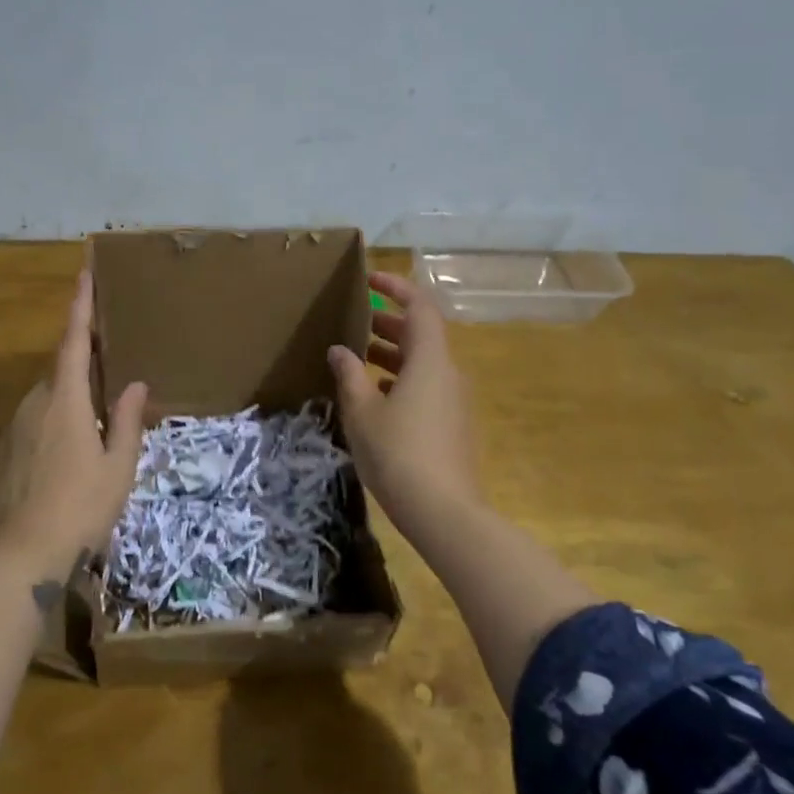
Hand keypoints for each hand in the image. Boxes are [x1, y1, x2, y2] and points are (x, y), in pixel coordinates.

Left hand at [0, 270, 146, 575]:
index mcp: (66, 401)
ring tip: (90, 430)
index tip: (83, 274)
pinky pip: (30, 427)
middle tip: (106, 378)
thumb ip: (128, 422)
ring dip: (66, 403)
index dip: (79, 307)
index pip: (74, 342)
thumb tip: (136, 385)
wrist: (18, 558)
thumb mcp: (118, 467)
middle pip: (59, 373)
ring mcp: (11, 430)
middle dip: (80, 368)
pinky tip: (62, 462)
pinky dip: (49, 429)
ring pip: (44, 402)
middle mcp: (33, 405)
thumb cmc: (80, 508)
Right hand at [329, 270, 484, 541]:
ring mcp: (453, 401)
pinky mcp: (451, 425)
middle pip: (420, 334)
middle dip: (387, 323)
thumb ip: (349, 375)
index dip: (396, 287)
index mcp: (430, 360)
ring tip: (355, 359)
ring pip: (422, 363)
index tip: (369, 280)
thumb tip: (340, 350)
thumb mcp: (362, 412)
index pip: (420, 307)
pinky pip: (425, 387)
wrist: (444, 513)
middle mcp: (448, 373)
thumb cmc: (398, 453)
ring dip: (390, 354)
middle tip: (353, 322)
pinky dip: (399, 379)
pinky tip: (373, 397)